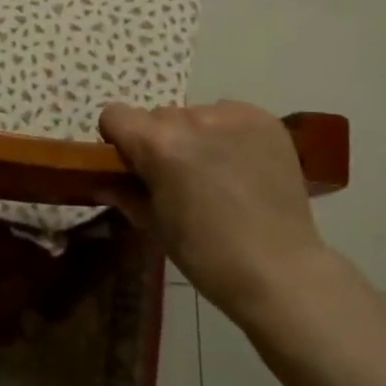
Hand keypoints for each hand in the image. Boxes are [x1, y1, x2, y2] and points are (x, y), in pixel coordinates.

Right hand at [99, 101, 332, 322]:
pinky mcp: (264, 119)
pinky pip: (229, 115)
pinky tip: (242, 165)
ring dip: (196, 136)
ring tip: (218, 173)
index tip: (134, 165)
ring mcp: (232, 115)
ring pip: (195, 115)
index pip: (115, 115)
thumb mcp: (155, 226)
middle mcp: (192, 119)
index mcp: (158, 144)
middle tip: (179, 178)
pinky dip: (228, 134)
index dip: (119, 139)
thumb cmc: (207, 255)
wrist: (280, 271)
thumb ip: (125, 192)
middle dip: (161, 141)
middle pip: (159, 116)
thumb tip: (104, 178)